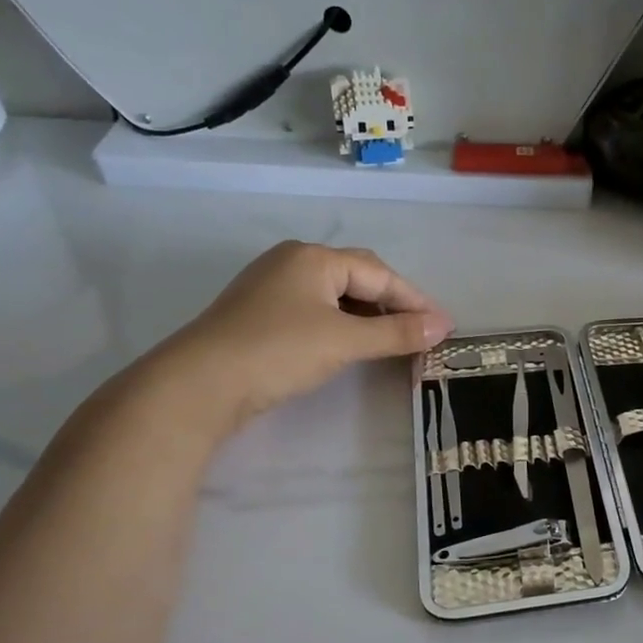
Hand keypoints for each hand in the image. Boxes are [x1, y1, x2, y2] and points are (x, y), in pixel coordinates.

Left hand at [146, 242, 452, 428]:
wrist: (199, 385)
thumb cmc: (278, 351)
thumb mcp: (345, 341)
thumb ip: (396, 333)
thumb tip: (442, 326)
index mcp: (314, 258)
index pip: (379, 274)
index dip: (415, 300)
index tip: (443, 326)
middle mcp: (293, 262)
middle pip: (358, 278)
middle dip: (393, 304)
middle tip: (420, 332)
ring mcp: (272, 288)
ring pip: (336, 296)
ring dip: (369, 316)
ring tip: (393, 341)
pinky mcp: (260, 315)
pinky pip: (316, 311)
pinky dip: (343, 325)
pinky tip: (352, 345)